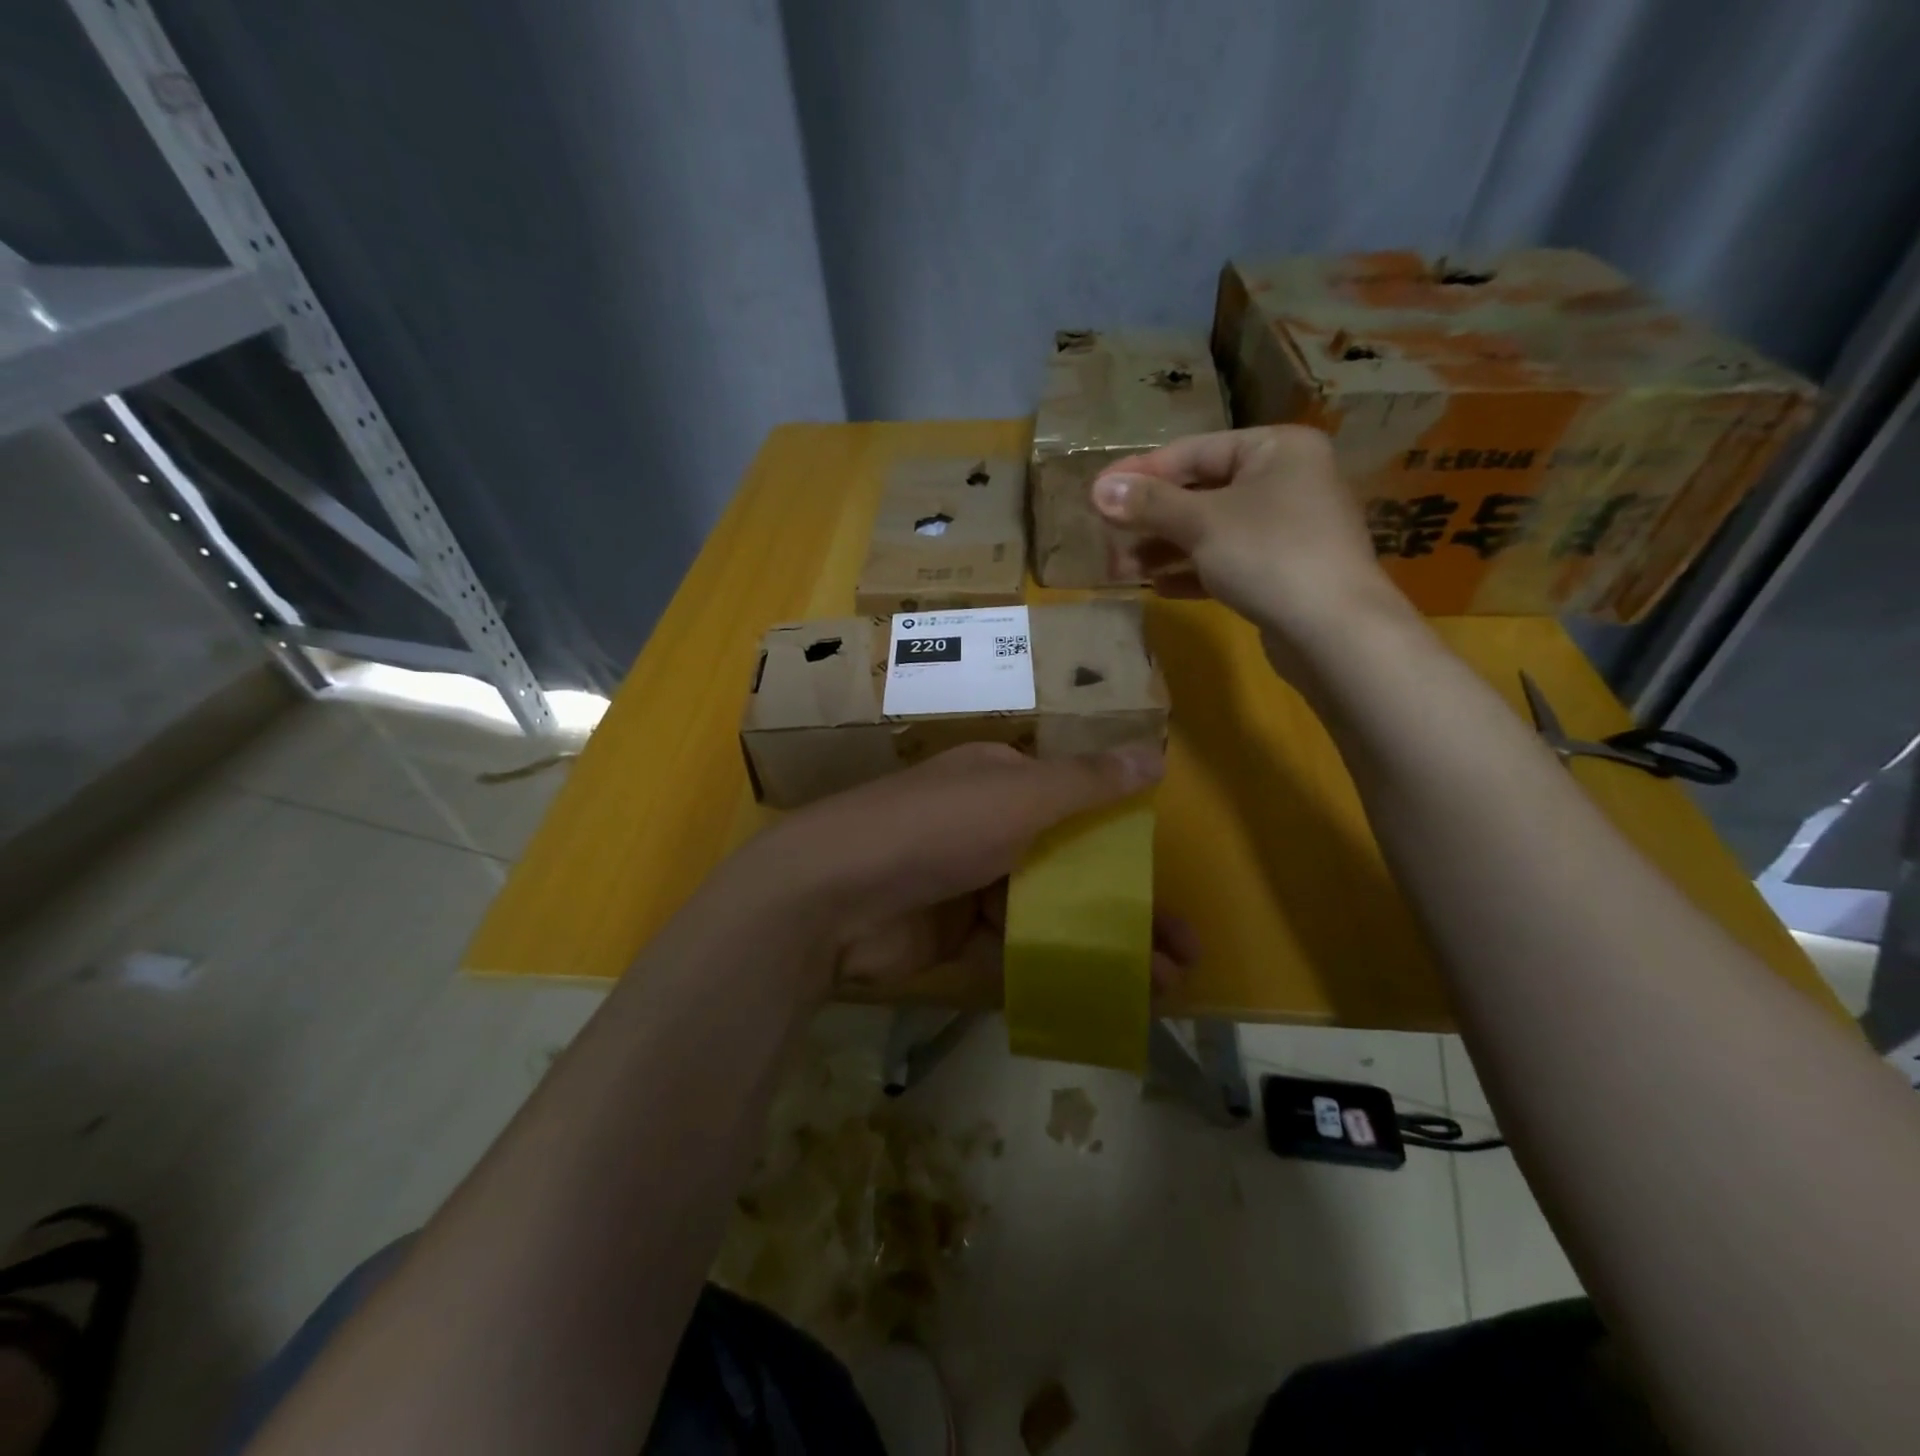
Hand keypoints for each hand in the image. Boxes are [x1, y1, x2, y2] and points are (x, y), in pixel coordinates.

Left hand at [741, 742, 1194, 994]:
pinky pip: (1016, 946)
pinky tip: (1104, 993)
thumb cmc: (935, 828)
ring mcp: (969, 880)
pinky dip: (1058, 964)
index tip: (1169, 883)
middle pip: (1071, 864)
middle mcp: (987, 824)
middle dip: (1128, 907)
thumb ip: (1088, 781)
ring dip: (1104, 943)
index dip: (1128, 841)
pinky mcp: (954, 933)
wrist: (833, 894)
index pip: (1078, 803)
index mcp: (1001, 779)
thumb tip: (1157, 752)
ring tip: (1163, 985)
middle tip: (1184, 955)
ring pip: (1050, 911)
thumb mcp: (1019, 795)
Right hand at [1089, 425, 1412, 667]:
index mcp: (1276, 449)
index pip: (1194, 451)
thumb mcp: (1201, 523)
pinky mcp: (1284, 572)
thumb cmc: (1269, 555)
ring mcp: (1288, 530)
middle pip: (1201, 493)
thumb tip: (1097, 488)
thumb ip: (1148, 504)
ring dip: (1164, 550)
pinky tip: (1159, 588)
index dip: (1141, 473)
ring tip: (1122, 571)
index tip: (1097, 493)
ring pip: (1211, 532)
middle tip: (1106, 540)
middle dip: (1150, 520)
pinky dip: (1193, 572)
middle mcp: (1286, 481)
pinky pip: (1228, 562)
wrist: (1335, 632)